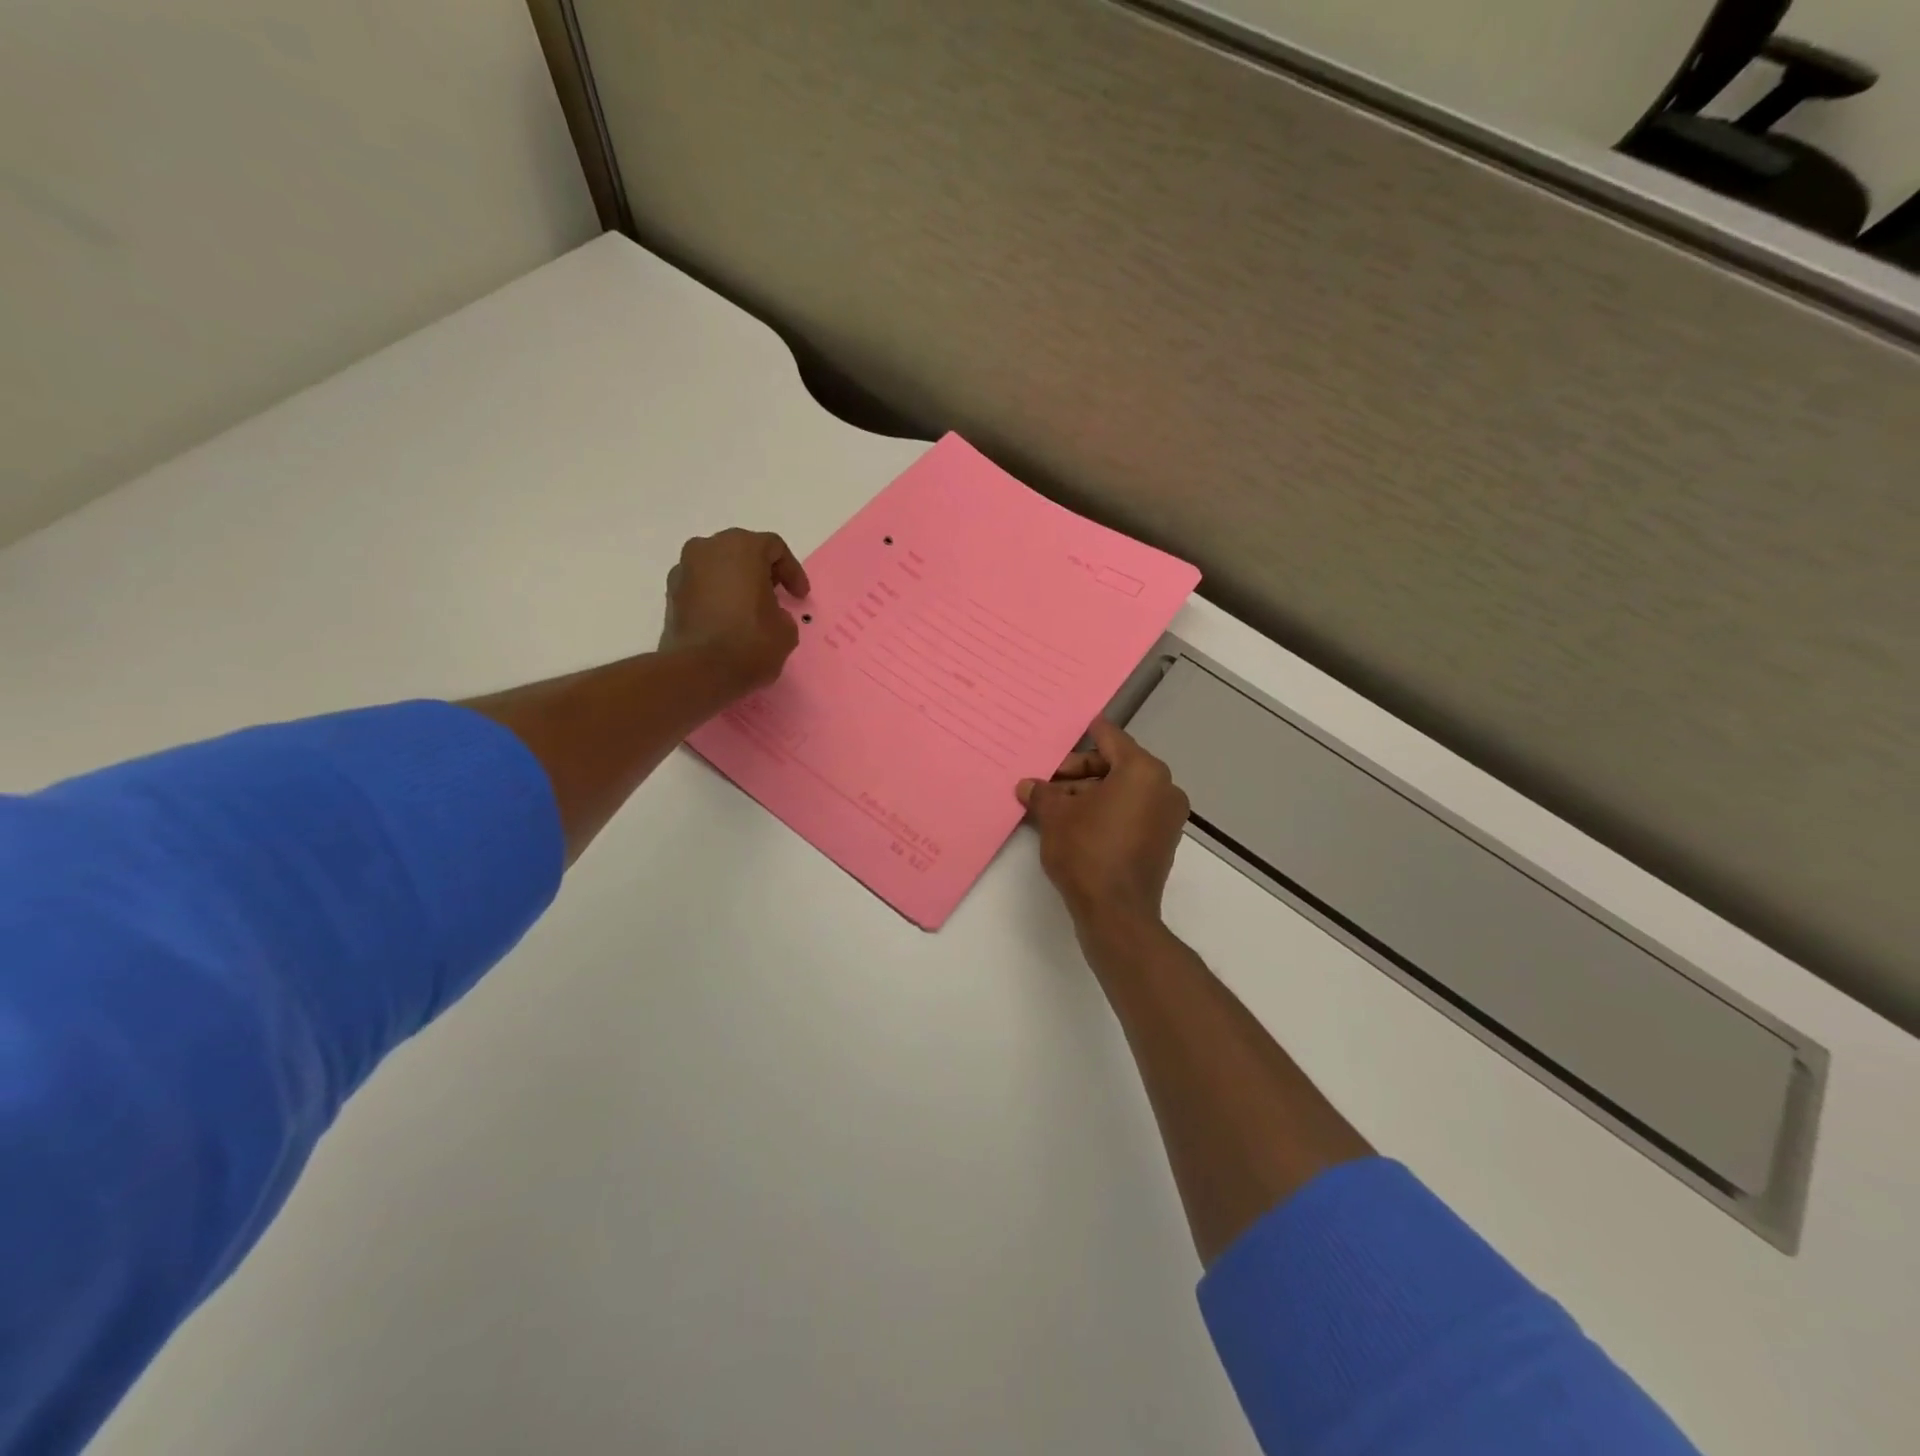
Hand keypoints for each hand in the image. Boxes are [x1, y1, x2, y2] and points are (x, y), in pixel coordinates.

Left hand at [658, 529, 811, 694]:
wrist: (698, 672)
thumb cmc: (750, 642)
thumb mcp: (786, 630)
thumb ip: (781, 612)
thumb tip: (767, 614)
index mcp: (742, 547)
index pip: (774, 548)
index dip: (793, 571)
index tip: (799, 597)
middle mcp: (708, 548)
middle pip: (743, 551)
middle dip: (762, 573)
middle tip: (776, 597)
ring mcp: (684, 569)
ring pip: (718, 568)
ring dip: (736, 584)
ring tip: (750, 612)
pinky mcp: (670, 594)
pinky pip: (702, 587)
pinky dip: (716, 597)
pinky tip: (727, 622)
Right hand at [1017, 720, 1190, 929]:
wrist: (1117, 913)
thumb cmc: (1086, 852)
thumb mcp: (1055, 816)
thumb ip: (1042, 793)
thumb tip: (1028, 785)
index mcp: (1143, 771)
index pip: (1110, 739)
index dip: (1087, 733)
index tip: (1074, 727)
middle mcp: (1163, 788)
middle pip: (1116, 766)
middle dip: (1079, 772)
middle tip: (1048, 782)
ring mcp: (1167, 817)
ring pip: (1123, 792)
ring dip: (1090, 794)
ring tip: (1054, 805)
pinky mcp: (1163, 842)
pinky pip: (1131, 813)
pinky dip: (1106, 812)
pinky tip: (1074, 823)